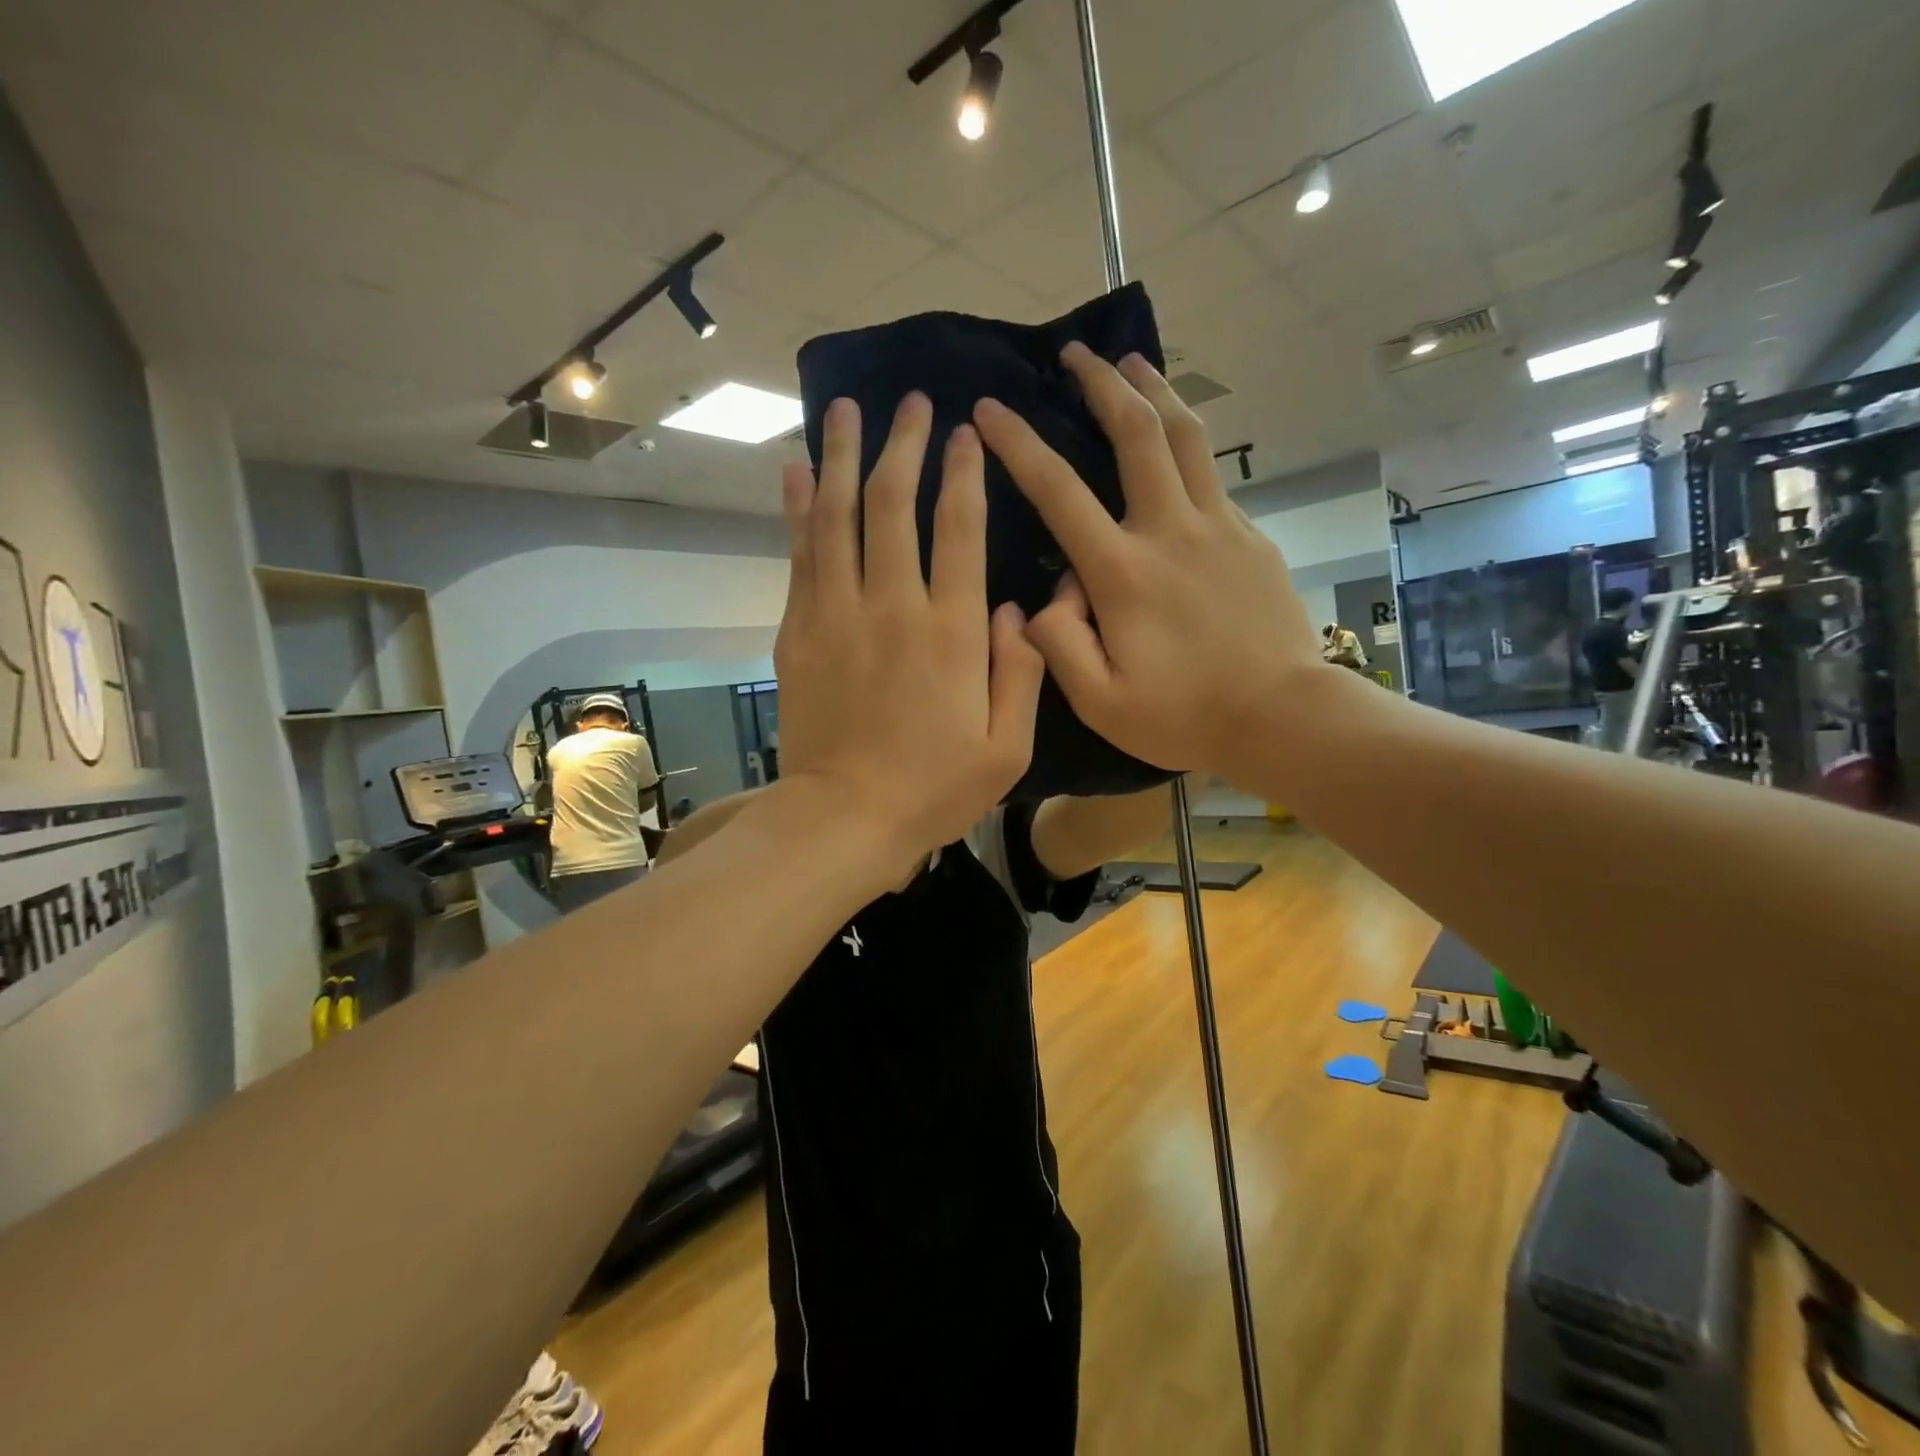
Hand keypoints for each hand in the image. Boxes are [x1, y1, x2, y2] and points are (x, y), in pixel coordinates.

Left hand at [776, 393, 1044, 867]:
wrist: (846, 818)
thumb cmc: (934, 789)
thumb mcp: (1007, 748)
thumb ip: (1022, 672)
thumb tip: (1021, 609)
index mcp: (953, 632)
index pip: (961, 530)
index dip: (964, 474)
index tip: (966, 432)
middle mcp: (894, 606)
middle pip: (896, 505)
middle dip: (905, 445)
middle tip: (911, 402)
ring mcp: (839, 614)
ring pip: (841, 517)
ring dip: (845, 457)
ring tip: (846, 409)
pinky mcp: (800, 631)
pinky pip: (801, 556)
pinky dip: (798, 509)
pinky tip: (797, 471)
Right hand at [971, 343, 1323, 785]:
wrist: (1281, 718)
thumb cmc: (1184, 716)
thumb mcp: (1100, 702)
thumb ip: (1058, 644)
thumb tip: (1046, 597)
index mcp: (1123, 571)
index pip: (1058, 491)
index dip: (1019, 443)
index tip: (989, 408)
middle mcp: (1170, 530)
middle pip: (1135, 433)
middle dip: (1100, 383)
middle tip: (1075, 352)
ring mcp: (1218, 527)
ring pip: (1186, 436)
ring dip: (1155, 391)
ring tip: (1132, 362)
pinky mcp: (1250, 537)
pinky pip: (1211, 476)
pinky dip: (1187, 445)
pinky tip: (1176, 448)